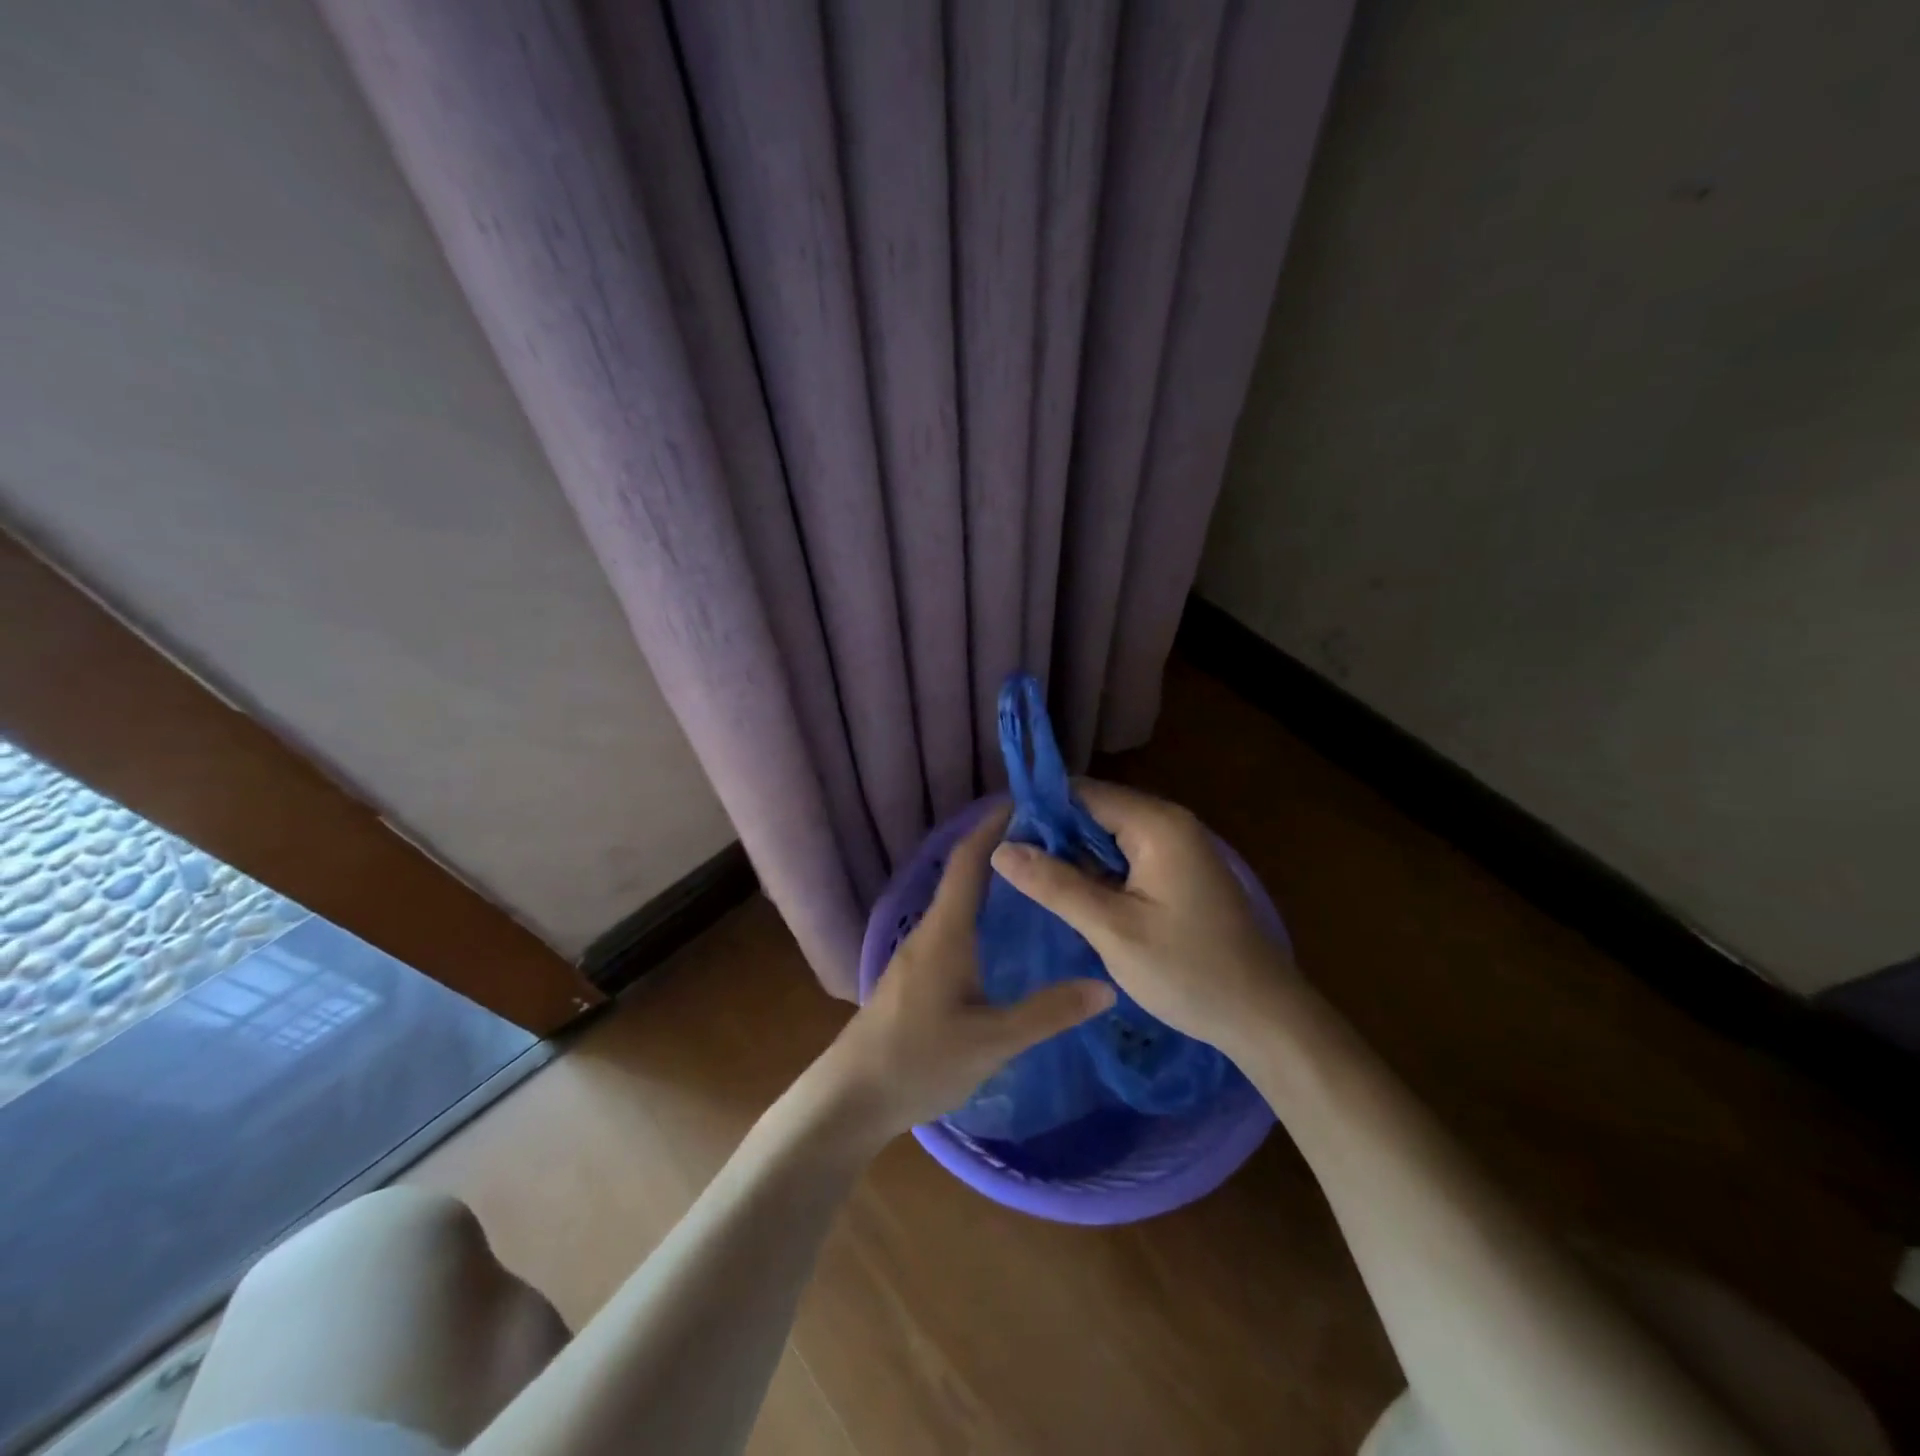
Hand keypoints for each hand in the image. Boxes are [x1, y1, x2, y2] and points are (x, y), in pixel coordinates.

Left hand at [820, 806, 1114, 1139]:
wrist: (851, 1097)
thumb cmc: (918, 1061)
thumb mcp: (991, 1042)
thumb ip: (1047, 1013)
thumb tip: (1106, 986)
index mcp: (945, 931)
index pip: (969, 859)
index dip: (994, 825)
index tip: (1030, 803)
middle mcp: (930, 930)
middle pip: (965, 872)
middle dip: (1003, 849)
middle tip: (1054, 842)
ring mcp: (919, 951)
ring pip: (960, 900)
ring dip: (993, 880)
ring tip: (1040, 879)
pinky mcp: (917, 973)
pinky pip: (955, 924)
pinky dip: (983, 909)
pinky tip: (1007, 932)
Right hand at [989, 780, 1298, 1058]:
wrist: (1263, 1017)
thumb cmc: (1189, 972)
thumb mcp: (1113, 930)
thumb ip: (1056, 884)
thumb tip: (999, 848)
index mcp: (1156, 824)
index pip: (1082, 793)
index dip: (1038, 811)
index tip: (1000, 841)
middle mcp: (1168, 823)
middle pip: (1095, 810)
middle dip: (1053, 835)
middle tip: (1012, 869)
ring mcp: (1177, 847)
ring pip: (1107, 835)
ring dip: (1074, 856)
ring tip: (1031, 883)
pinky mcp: (1178, 871)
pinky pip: (1126, 856)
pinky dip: (1098, 871)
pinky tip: (1072, 896)